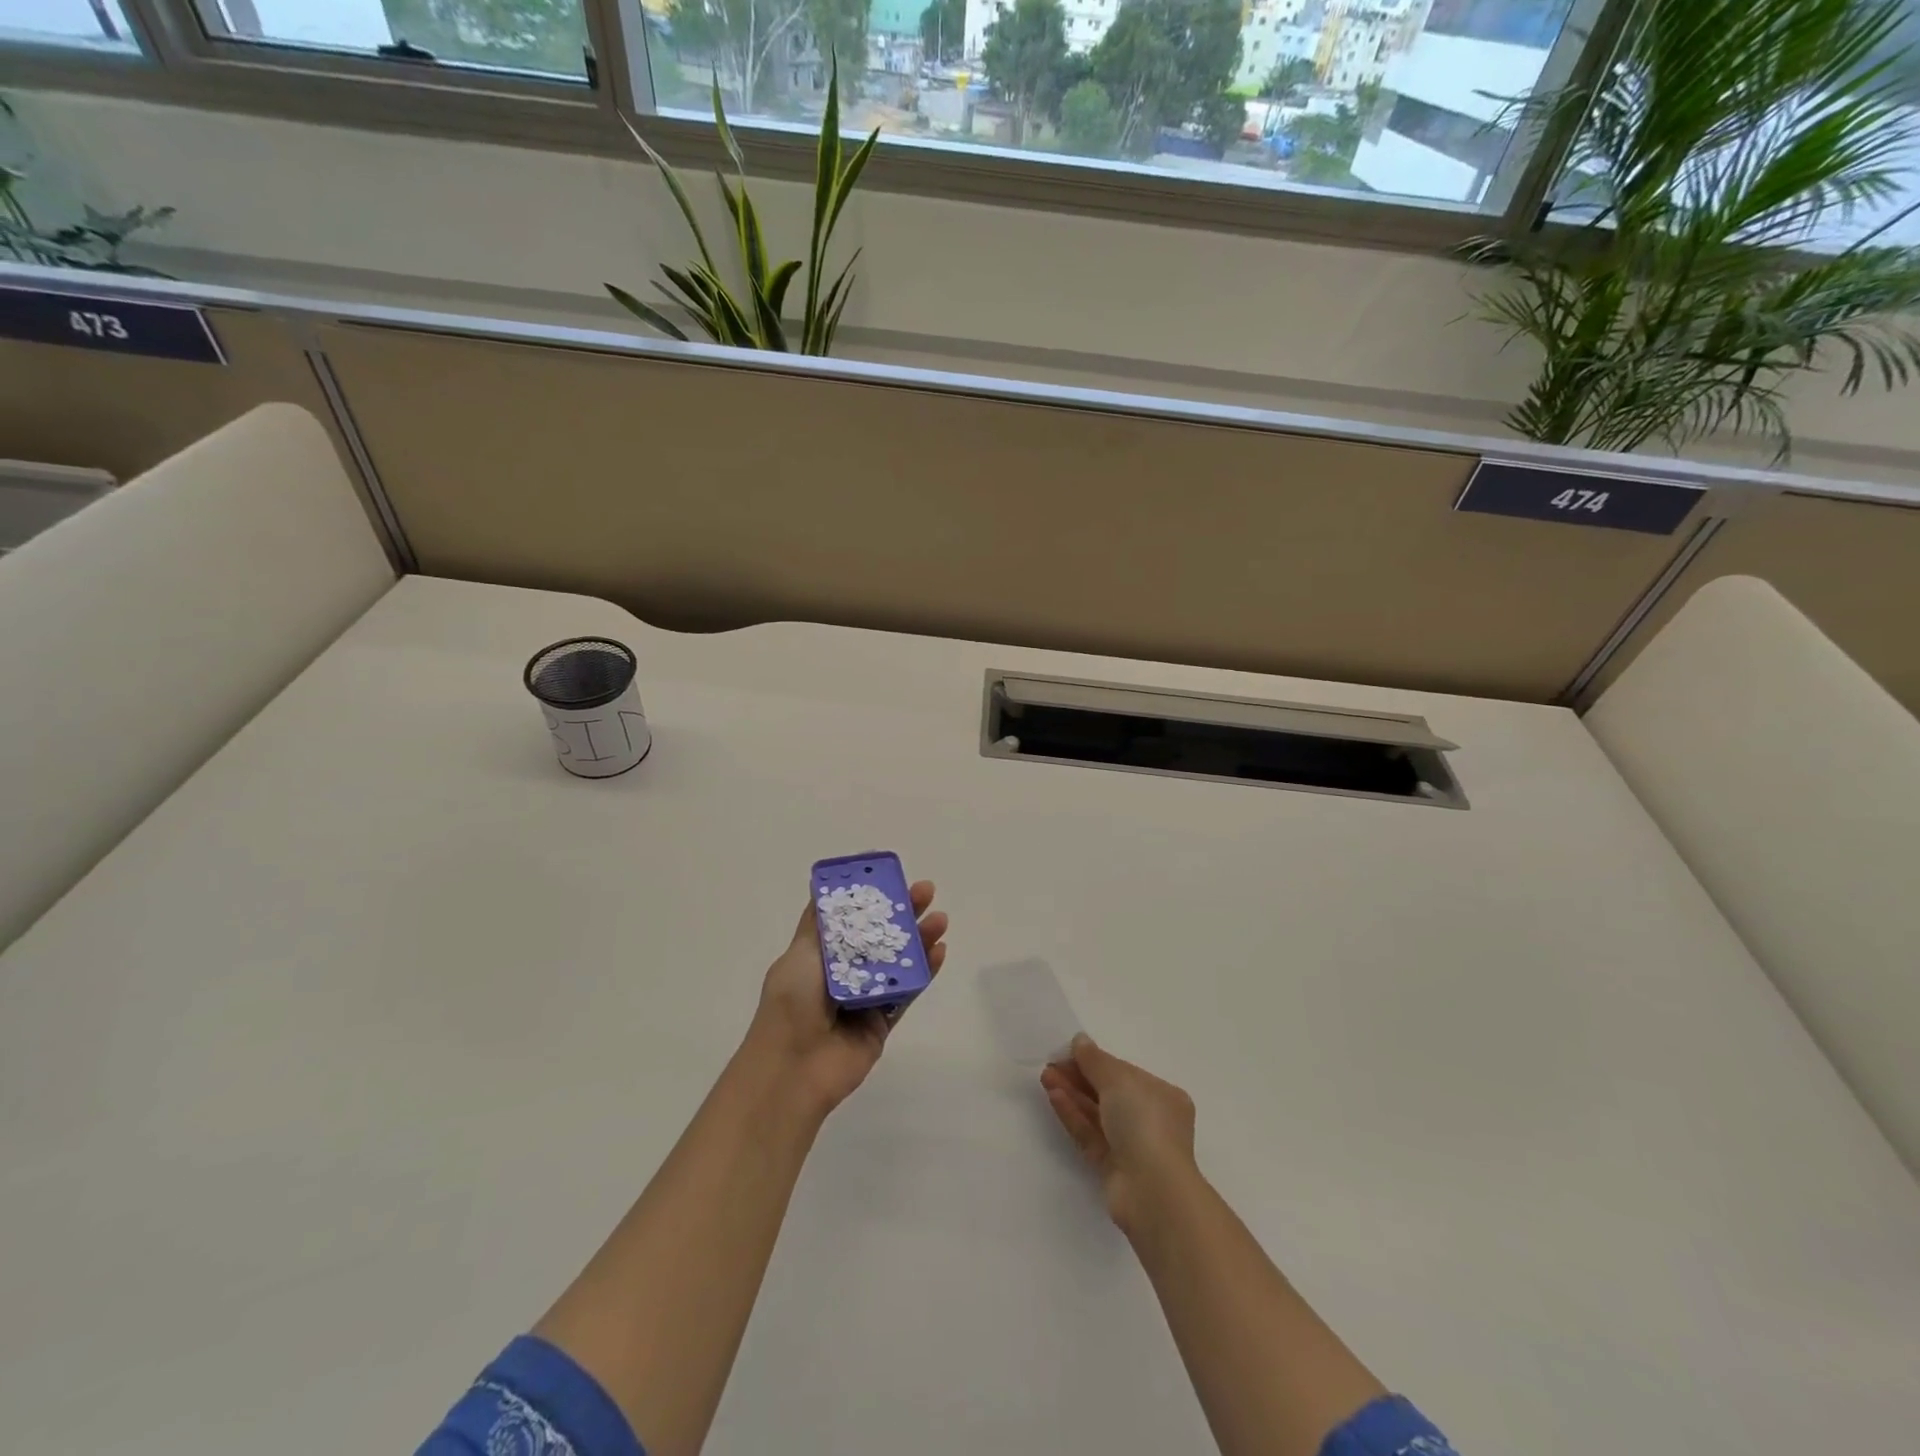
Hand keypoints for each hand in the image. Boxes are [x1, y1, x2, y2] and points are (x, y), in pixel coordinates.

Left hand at [745, 880, 947, 1116]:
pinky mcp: (883, 1022)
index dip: (869, 899)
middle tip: (926, 890)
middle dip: (901, 913)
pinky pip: (908, 993)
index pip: (849, 919)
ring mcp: (864, 998)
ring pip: (898, 962)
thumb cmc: (792, 1003)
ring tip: (940, 918)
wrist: (794, 1068)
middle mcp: (843, 973)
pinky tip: (940, 950)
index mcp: (819, 955)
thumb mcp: (800, 954)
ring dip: (919, 939)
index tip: (890, 877)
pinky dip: (924, 972)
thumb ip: (821, 925)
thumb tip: (827, 888)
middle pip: (878, 937)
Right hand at [1040, 1034, 1197, 1231]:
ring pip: (1096, 1114)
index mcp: (1162, 1096)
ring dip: (1071, 1094)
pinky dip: (1073, 1115)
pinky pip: (1090, 1134)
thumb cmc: (1144, 1123)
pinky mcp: (1112, 1167)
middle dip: (1079, 1077)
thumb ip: (1095, 1060)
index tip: (1068, 1052)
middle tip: (1050, 1065)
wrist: (1152, 1191)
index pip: (1124, 1073)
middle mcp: (1149, 1120)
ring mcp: (1131, 1146)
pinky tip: (1054, 1097)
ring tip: (1045, 1077)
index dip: (1096, 1061)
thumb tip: (1079, 1040)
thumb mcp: (1119, 1080)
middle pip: (1108, 1093)